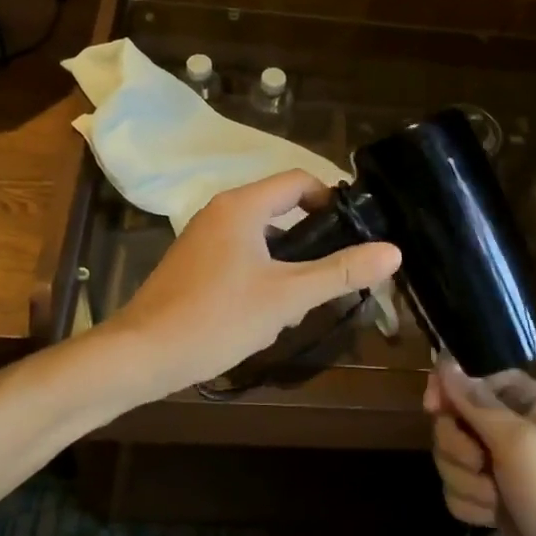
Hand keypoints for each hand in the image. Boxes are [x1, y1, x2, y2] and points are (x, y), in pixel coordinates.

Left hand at [111, 171, 400, 399]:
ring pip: (261, 235)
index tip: (356, 231)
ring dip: (288, 261)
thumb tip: (393, 251)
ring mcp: (203, 236)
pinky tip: (268, 312)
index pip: (299, 181)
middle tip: (335, 273)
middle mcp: (221, 210)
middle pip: (281, 207)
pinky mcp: (194, 262)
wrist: (142, 354)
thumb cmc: (218, 317)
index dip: (331, 200)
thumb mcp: (287, 297)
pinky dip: (262, 272)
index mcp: (242, 205)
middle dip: (311, 239)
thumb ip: (340, 272)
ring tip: (303, 302)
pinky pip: (240, 253)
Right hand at [425, 358, 535, 535]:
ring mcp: (497, 464)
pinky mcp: (489, 498)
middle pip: (451, 419)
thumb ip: (476, 402)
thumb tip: (443, 360)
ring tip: (496, 500)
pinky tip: (492, 519)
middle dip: (459, 449)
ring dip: (466, 482)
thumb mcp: (518, 442)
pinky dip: (469, 504)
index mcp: (522, 399)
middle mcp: (508, 425)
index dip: (448, 391)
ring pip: (448, 457)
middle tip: (484, 467)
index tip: (434, 408)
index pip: (469, 378)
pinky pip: (454, 489)